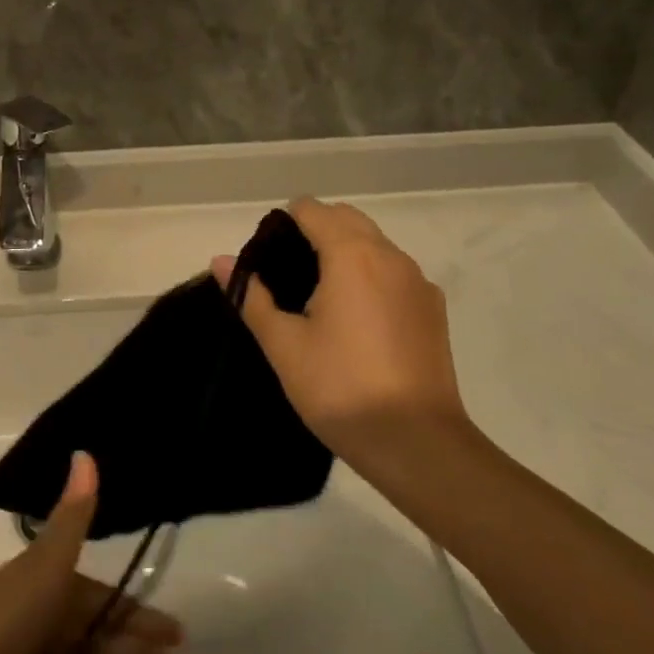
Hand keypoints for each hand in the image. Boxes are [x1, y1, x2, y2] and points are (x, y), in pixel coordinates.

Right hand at [213, 198, 469, 465]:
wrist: (417, 444)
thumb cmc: (340, 388)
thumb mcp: (284, 345)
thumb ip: (251, 296)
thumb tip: (220, 260)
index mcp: (352, 255)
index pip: (312, 210)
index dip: (284, 224)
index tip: (267, 259)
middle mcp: (390, 256)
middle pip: (347, 219)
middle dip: (314, 231)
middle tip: (287, 276)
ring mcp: (418, 282)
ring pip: (374, 244)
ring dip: (345, 252)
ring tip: (318, 298)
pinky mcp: (433, 308)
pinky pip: (394, 272)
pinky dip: (370, 276)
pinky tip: (356, 321)